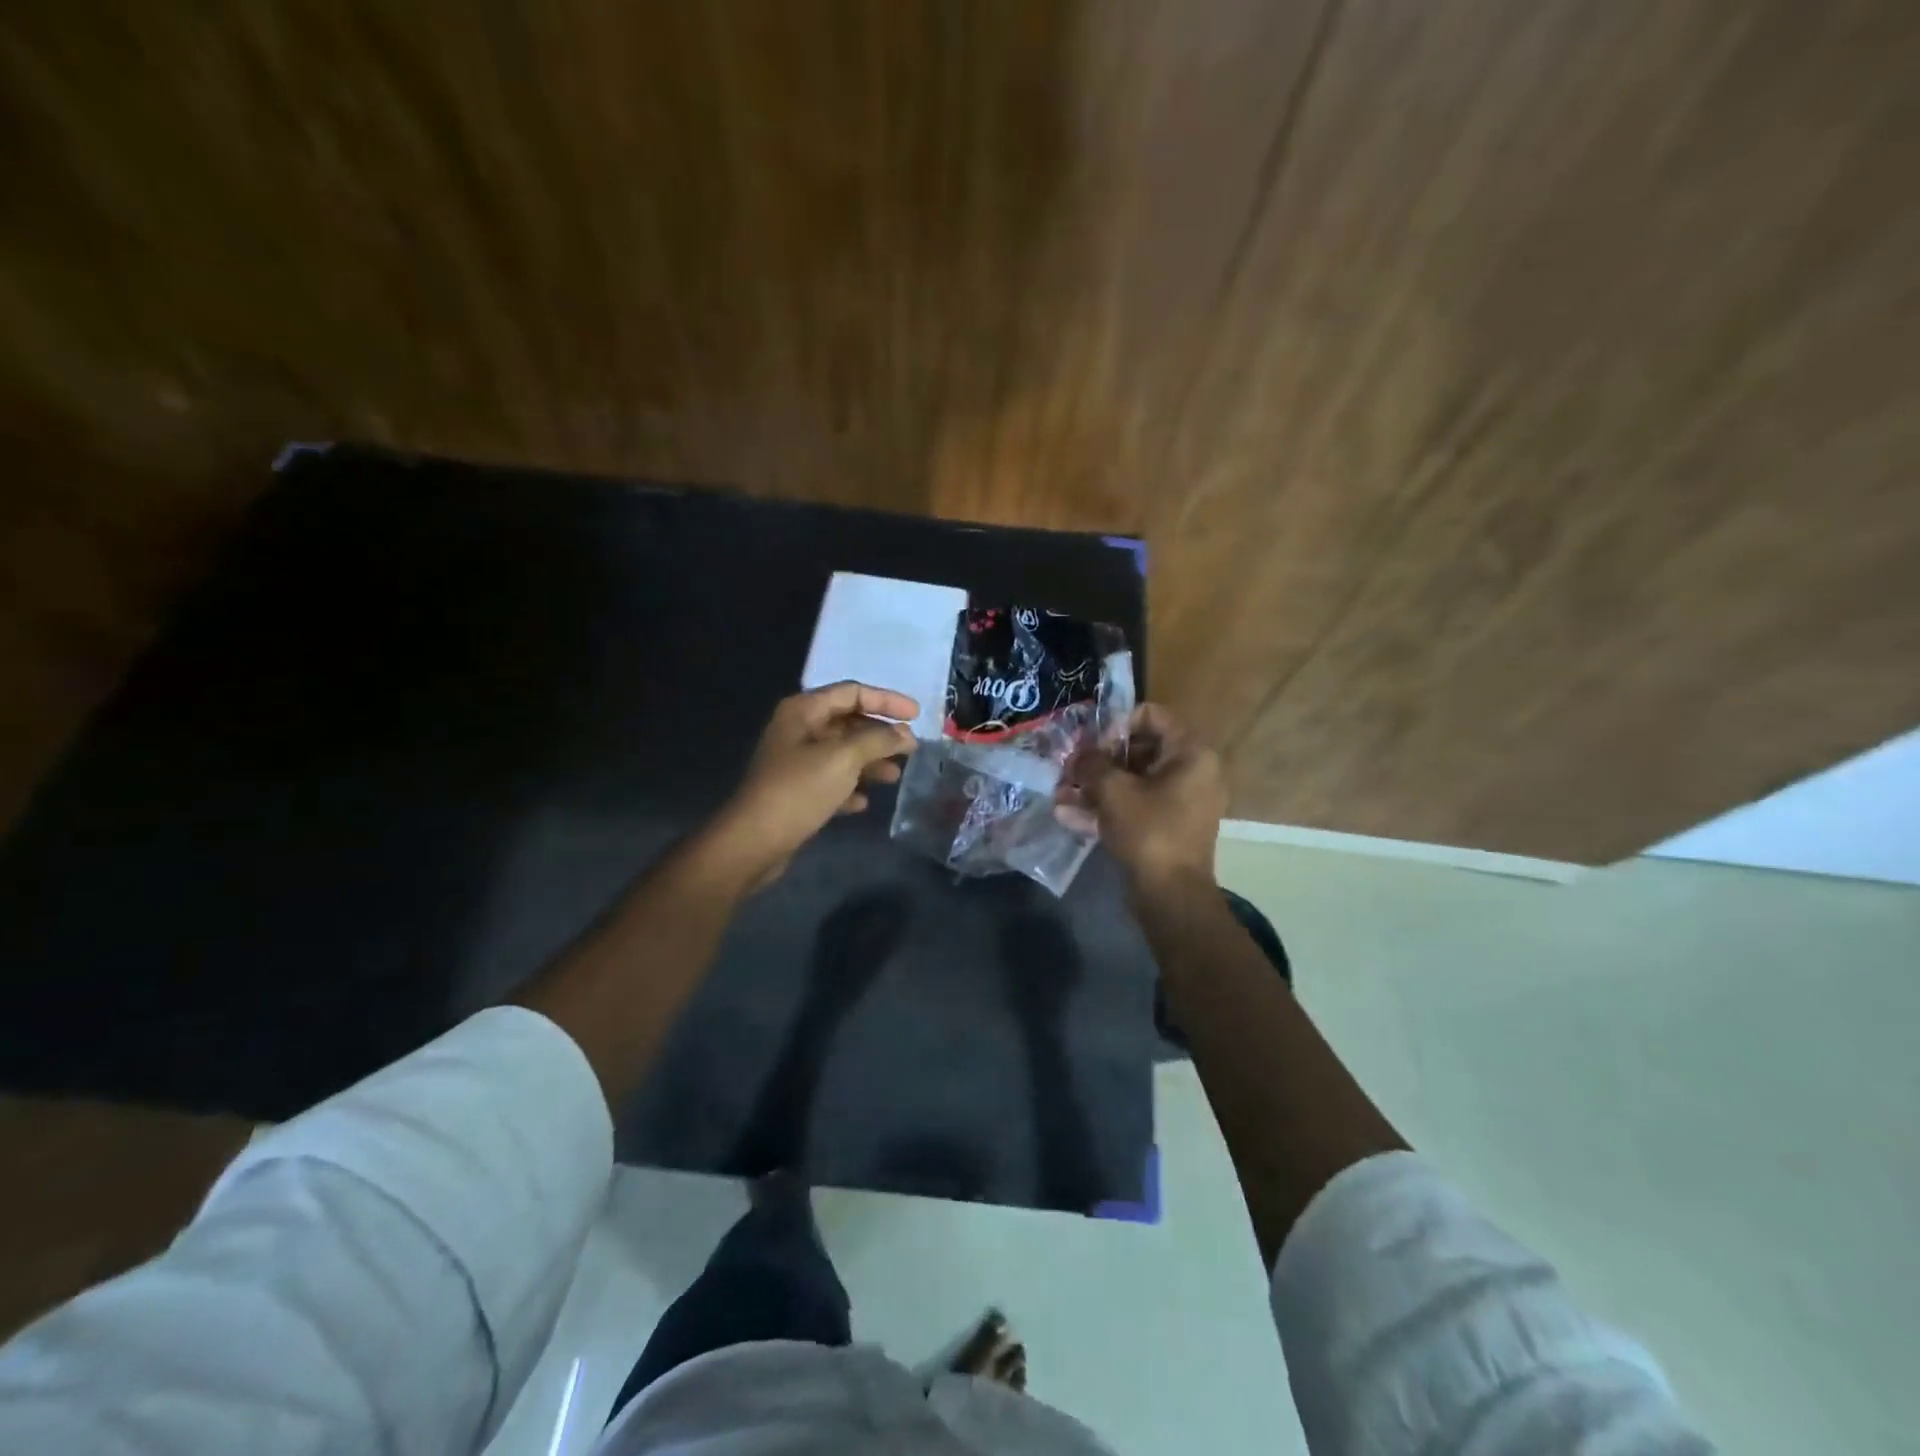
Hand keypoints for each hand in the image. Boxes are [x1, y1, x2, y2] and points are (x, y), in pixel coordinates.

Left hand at [702, 682, 918, 889]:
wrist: (755, 841)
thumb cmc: (799, 790)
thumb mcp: (844, 758)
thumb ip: (878, 740)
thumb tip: (905, 734)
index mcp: (804, 711)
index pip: (852, 693)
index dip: (887, 700)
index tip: (917, 716)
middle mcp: (798, 730)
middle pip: (849, 722)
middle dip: (881, 735)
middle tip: (911, 749)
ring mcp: (795, 761)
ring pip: (842, 753)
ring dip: (870, 762)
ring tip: (894, 777)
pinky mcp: (796, 791)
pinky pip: (831, 781)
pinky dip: (850, 787)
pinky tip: (864, 803)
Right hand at [1058, 703, 1225, 889]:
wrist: (1171, 895)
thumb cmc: (1148, 831)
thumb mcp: (1113, 790)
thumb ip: (1092, 763)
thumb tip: (1079, 754)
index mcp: (1190, 753)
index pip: (1151, 715)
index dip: (1115, 724)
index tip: (1090, 743)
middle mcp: (1192, 772)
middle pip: (1139, 750)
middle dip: (1099, 759)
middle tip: (1069, 768)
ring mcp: (1180, 802)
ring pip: (1133, 781)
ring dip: (1096, 785)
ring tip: (1060, 793)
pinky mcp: (1167, 826)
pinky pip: (1135, 806)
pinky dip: (1106, 808)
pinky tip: (1068, 815)